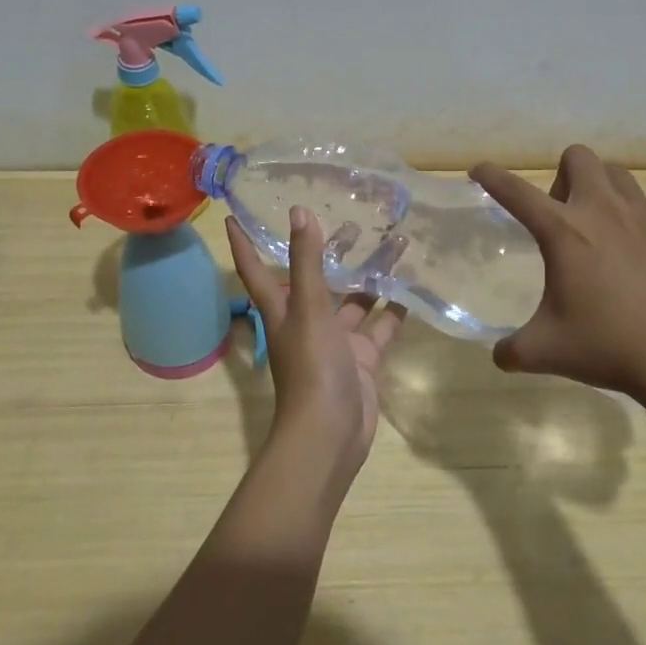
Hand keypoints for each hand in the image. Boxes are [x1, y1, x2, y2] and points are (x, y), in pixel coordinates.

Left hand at [226, 207, 407, 484]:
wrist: (331, 433)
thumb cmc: (312, 366)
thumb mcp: (308, 307)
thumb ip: (306, 261)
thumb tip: (299, 211)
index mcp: (281, 309)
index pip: (256, 269)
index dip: (244, 244)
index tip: (233, 216)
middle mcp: (305, 322)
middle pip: (314, 280)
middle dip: (329, 253)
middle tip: (353, 220)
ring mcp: (335, 342)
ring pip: (353, 301)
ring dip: (370, 277)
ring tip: (395, 245)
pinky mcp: (362, 360)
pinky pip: (379, 328)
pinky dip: (393, 311)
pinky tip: (412, 288)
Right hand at [469, 145, 645, 418]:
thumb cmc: (608, 348)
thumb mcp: (545, 352)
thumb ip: (512, 350)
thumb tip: (499, 356)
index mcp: (562, 232)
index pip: (515, 192)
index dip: (491, 176)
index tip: (479, 170)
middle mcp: (603, 210)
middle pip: (578, 158)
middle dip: (564, 177)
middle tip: (564, 217)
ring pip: (620, 175)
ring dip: (606, 191)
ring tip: (608, 227)